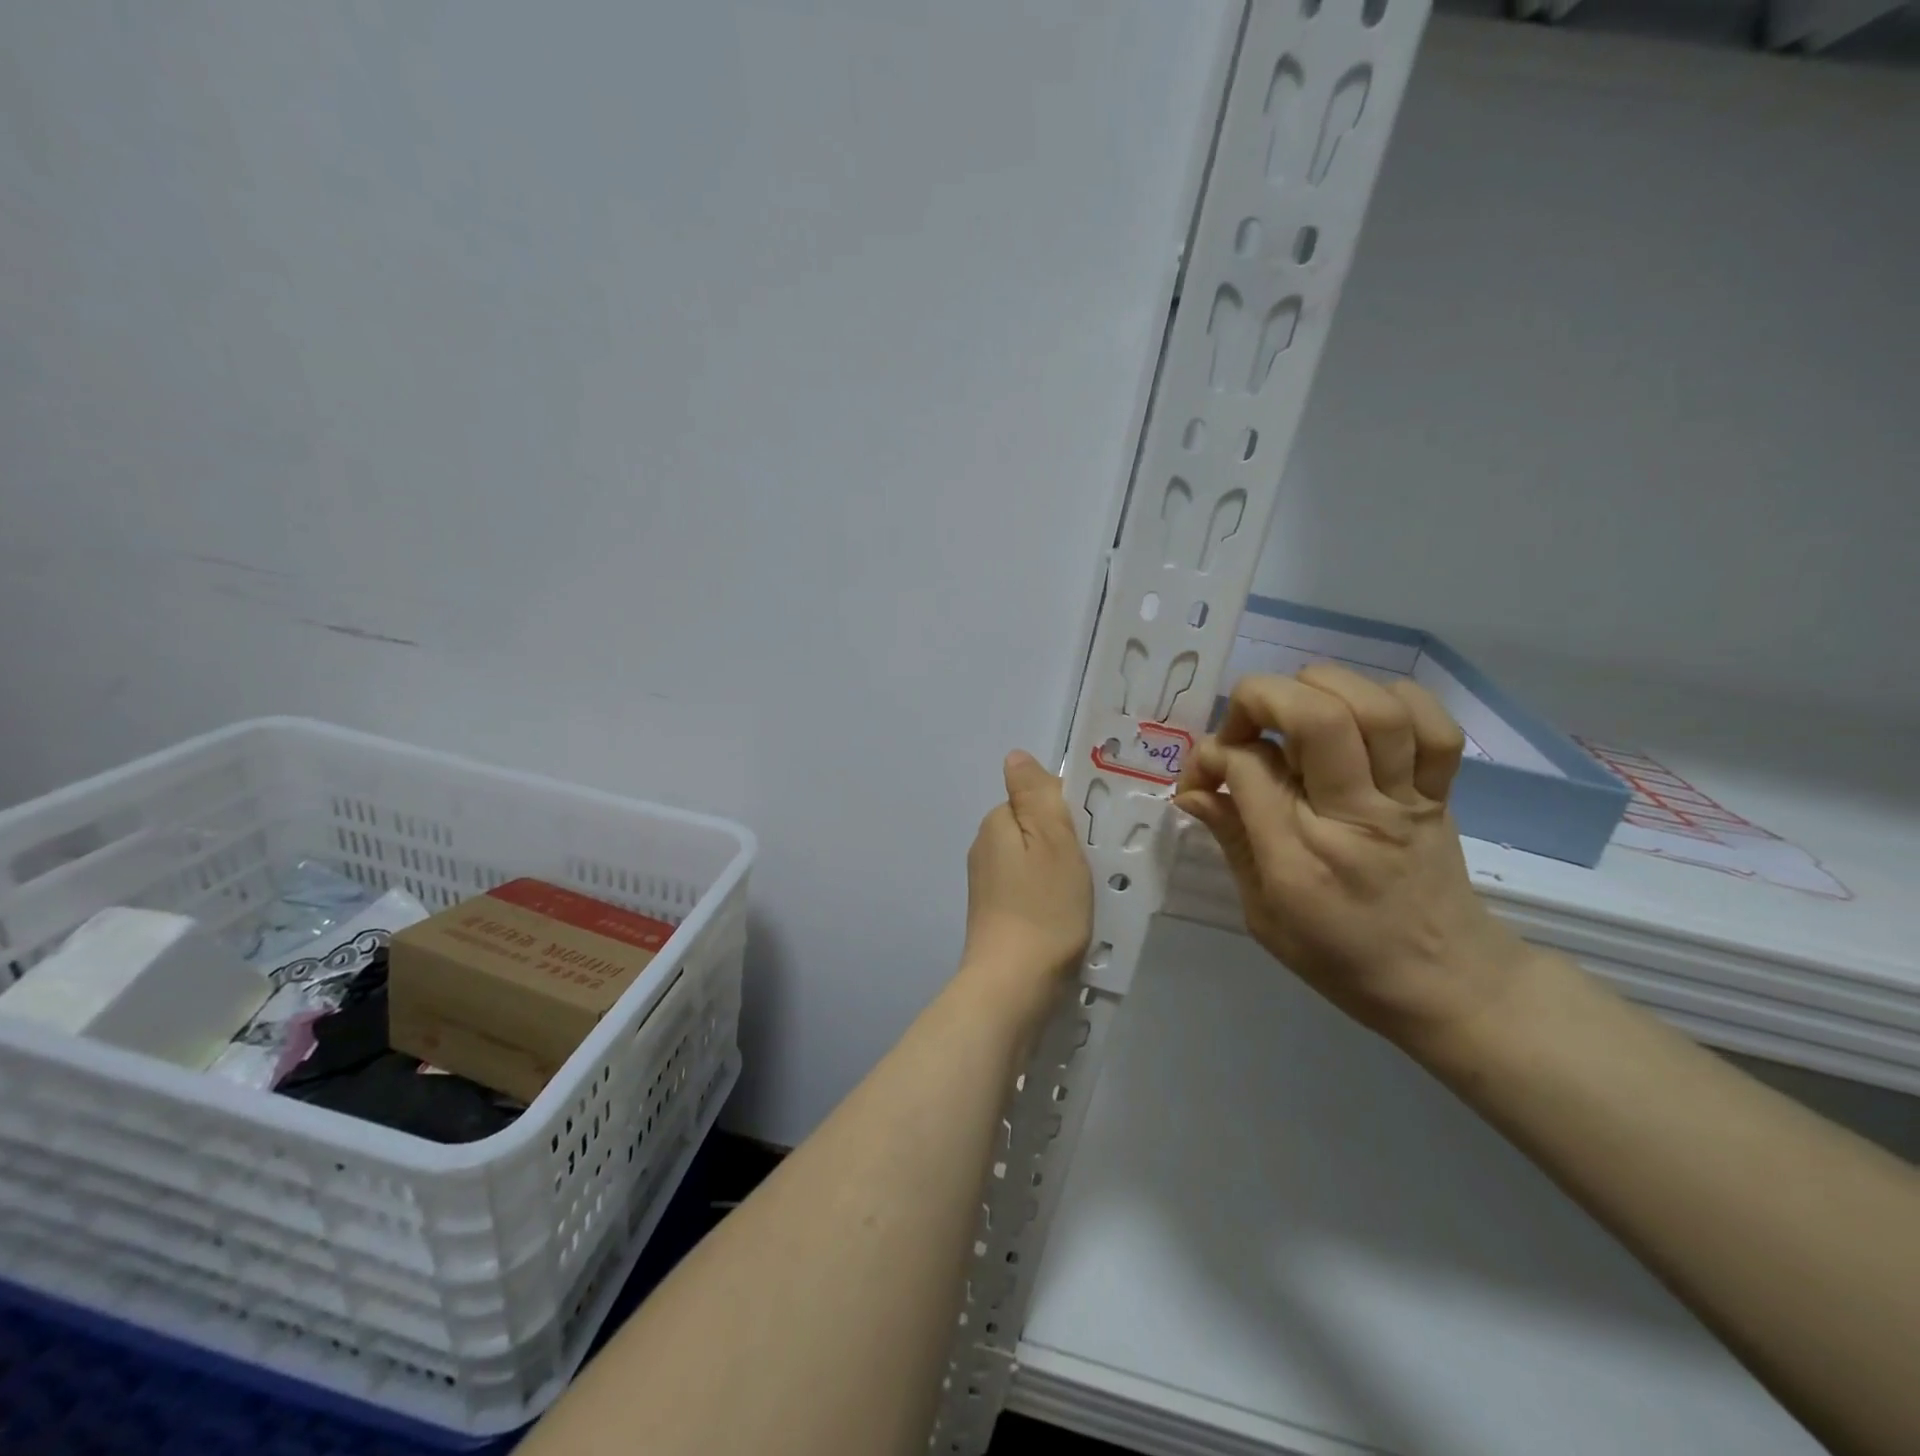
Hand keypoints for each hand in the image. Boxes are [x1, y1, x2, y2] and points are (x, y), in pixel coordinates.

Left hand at [962, 752, 1092, 999]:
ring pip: (1033, 862)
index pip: (1036, 797)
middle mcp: (985, 848)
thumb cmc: (1043, 907)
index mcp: (996, 823)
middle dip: (1065, 843)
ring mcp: (987, 885)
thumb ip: (1035, 793)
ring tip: (1085, 896)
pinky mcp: (995, 915)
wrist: (1014, 984)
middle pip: (1034, 830)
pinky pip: (1029, 891)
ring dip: (1060, 872)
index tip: (1091, 837)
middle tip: (1094, 868)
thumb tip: (1015, 756)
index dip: (1068, 812)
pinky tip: (1066, 918)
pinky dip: (1049, 897)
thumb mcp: (1051, 839)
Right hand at [1174, 664, 1527, 1050]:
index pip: (1247, 767)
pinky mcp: (1440, 793)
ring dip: (1321, 687)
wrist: (1448, 985)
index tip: (1202, 777)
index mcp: (1300, 858)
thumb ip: (1231, 840)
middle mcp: (1355, 816)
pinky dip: (1395, 700)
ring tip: (1294, 707)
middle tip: (1243, 725)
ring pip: (1375, 708)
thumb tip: (1193, 790)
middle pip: (1315, 718)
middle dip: (1261, 698)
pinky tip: (1360, 712)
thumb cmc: (1340, 958)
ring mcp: (1405, 800)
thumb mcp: (1263, 914)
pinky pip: (1434, 727)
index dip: (1211, 755)